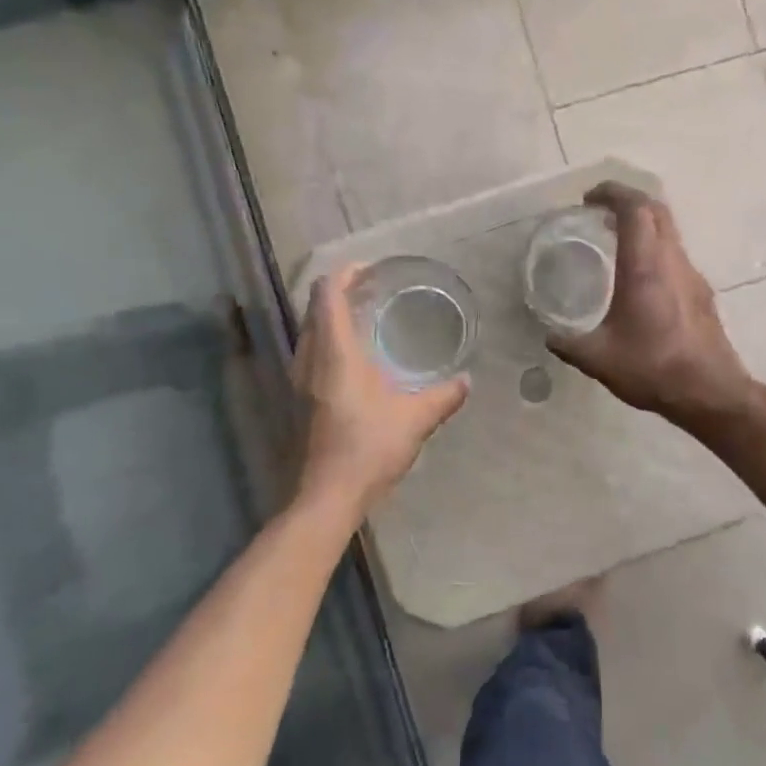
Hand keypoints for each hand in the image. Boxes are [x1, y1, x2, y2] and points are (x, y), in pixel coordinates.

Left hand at [294, 265, 468, 512]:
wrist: (327, 496)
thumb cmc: (369, 449)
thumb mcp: (415, 419)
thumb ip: (443, 396)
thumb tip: (466, 381)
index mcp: (334, 353)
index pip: (326, 293)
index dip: (345, 273)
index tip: (370, 270)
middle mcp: (309, 359)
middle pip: (314, 308)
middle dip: (340, 292)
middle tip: (374, 291)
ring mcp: (299, 380)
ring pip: (310, 331)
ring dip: (332, 317)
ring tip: (366, 319)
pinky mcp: (299, 399)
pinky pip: (311, 352)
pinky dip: (330, 340)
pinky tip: (358, 358)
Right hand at [549, 183, 754, 428]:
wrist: (710, 392)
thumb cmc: (653, 369)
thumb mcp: (599, 359)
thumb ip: (568, 344)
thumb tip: (549, 335)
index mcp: (645, 267)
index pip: (634, 208)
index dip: (612, 193)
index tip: (589, 198)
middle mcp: (672, 261)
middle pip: (656, 210)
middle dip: (628, 200)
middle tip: (599, 212)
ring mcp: (692, 275)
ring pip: (669, 231)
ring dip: (644, 224)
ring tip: (615, 240)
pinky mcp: (702, 293)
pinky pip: (676, 254)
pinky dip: (655, 248)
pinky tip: (638, 278)